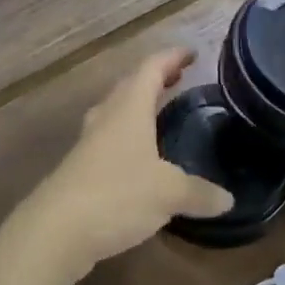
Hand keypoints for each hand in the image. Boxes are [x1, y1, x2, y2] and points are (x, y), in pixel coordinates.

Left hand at [20, 48, 234, 277]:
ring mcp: (89, 143)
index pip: (152, 68)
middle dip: (156, 78)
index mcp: (129, 108)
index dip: (172, 57)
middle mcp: (107, 117)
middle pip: (131, 85)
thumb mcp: (168, 193)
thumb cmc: (116, 195)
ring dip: (138, 105)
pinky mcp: (80, 169)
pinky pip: (109, 139)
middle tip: (179, 79)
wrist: (55, 231)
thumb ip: (200, 193)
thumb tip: (229, 199)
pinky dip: (128, 137)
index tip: (193, 53)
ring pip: (116, 111)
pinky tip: (139, 159)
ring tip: (159, 112)